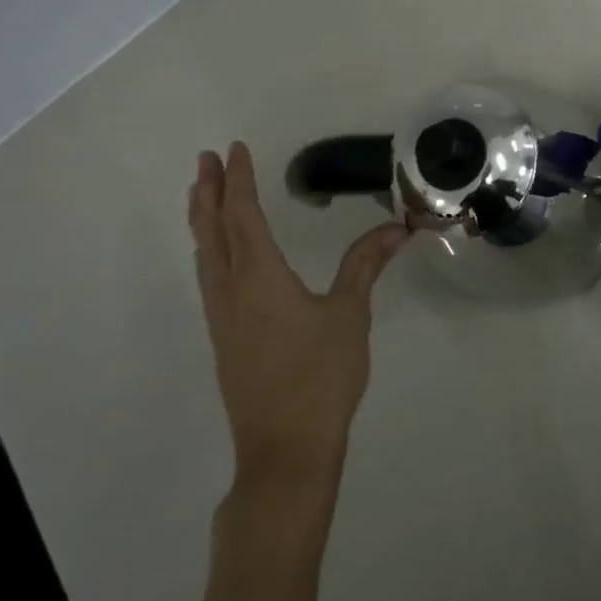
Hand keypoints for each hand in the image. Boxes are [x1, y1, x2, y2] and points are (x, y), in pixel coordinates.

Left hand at [186, 142, 408, 492]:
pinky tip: (219, 256)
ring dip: (203, 219)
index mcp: (260, 278)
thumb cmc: (320, 376)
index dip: (240, 181)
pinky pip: (209, 278)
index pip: (244, 217)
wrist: (285, 450)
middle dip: (210, 192)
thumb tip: (396, 227)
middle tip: (206, 160)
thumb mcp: (350, 314)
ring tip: (204, 195)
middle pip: (213, 231)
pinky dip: (209, 249)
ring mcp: (222, 318)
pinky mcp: (224, 340)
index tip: (235, 150)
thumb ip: (366, 265)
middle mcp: (231, 291)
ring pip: (205, 256)